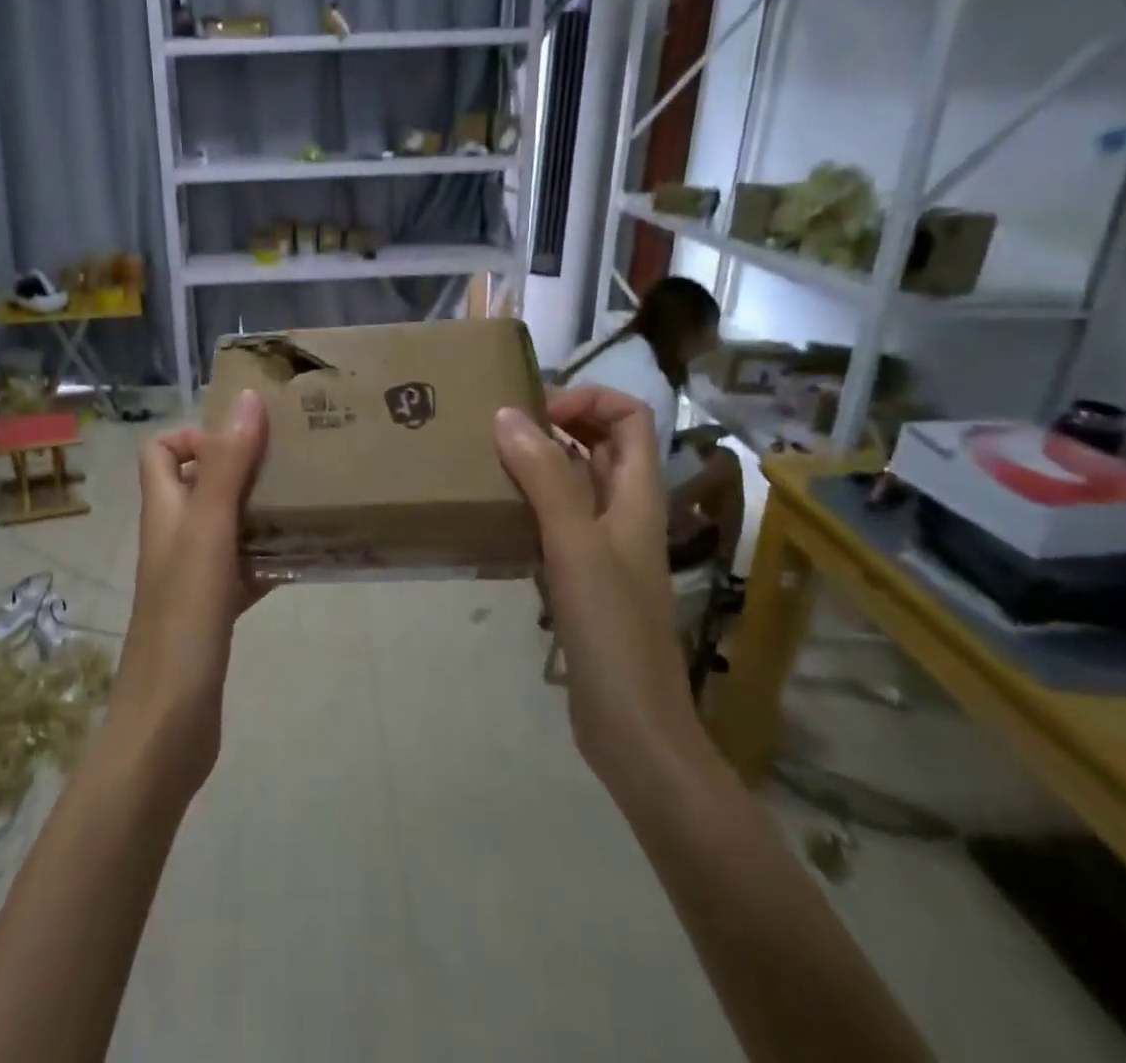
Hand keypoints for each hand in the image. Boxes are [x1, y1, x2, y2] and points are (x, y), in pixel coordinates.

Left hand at [107, 390, 269, 796]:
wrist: (169, 725)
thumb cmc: (184, 621)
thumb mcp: (207, 533)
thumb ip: (226, 467)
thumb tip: (246, 399)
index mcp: (164, 512)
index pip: (159, 451)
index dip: (195, 435)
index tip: (246, 439)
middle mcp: (174, 538)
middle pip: (199, 483)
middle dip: (241, 466)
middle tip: (292, 460)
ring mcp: (193, 577)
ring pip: (226, 525)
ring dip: (260, 509)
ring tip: (308, 499)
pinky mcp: (214, 611)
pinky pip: (244, 568)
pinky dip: (269, 556)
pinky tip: (305, 556)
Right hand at [494, 386, 700, 796]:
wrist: (632, 726)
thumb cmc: (612, 630)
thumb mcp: (576, 546)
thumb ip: (546, 478)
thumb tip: (508, 414)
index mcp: (637, 495)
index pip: (630, 416)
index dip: (589, 399)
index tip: (536, 412)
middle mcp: (624, 510)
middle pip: (603, 442)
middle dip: (559, 422)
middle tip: (502, 427)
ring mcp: (604, 544)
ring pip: (576, 480)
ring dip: (539, 461)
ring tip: (488, 460)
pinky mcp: (583, 575)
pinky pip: (557, 518)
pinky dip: (530, 502)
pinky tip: (495, 513)